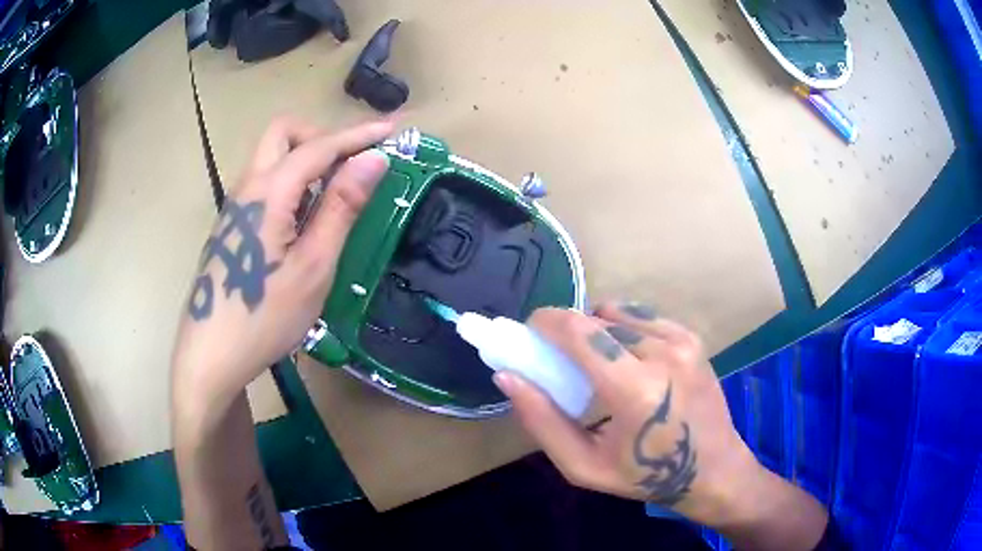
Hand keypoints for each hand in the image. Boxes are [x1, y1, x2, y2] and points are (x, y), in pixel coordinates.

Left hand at [171, 116, 393, 427]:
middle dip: (321, 136)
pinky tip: (303, 221)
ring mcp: (235, 208)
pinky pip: (264, 184)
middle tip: (350, 164)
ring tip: (334, 194)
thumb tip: (374, 160)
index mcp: (269, 193)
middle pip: (283, 134)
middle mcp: (248, 189)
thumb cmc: (265, 317)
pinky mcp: (232, 227)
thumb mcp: (313, 266)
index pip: (318, 146)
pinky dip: (291, 182)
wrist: (211, 356)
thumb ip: (341, 207)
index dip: (358, 135)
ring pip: (271, 158)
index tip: (392, 130)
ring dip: (305, 160)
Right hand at [493, 304, 763, 527]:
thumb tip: (508, 376)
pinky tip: (627, 360)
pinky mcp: (692, 337)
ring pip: (617, 314)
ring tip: (598, 364)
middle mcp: (662, 353)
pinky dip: (623, 329)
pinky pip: (642, 317)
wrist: (713, 469)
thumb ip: (542, 420)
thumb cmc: (645, 476)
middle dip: (568, 331)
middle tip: (560, 361)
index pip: (579, 331)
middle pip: (595, 319)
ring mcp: (682, 341)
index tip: (529, 334)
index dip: (545, 322)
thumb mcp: (583, 465)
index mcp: (635, 390)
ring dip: (596, 331)